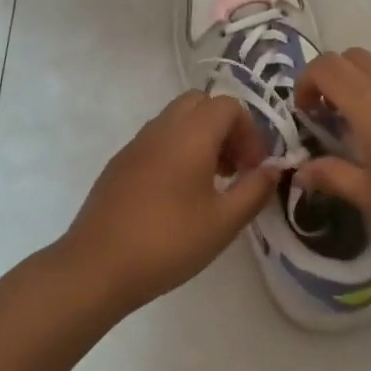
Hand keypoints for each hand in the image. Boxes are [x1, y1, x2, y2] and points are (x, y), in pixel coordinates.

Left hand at [57, 91, 280, 312]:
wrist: (97, 266)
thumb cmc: (168, 242)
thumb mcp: (223, 222)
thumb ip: (254, 190)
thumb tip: (274, 168)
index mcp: (190, 134)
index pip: (228, 105)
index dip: (249, 131)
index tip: (253, 168)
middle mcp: (162, 127)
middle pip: (200, 103)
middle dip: (224, 127)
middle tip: (234, 167)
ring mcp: (136, 143)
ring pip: (176, 119)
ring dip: (201, 138)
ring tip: (211, 183)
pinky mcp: (120, 162)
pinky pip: (157, 139)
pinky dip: (177, 150)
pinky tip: (178, 195)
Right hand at [294, 48, 370, 269]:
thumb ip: (332, 176)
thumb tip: (300, 170)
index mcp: (368, 103)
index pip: (325, 66)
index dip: (306, 82)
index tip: (306, 114)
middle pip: (352, 57)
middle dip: (333, 79)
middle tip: (331, 117)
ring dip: (364, 83)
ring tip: (366, 125)